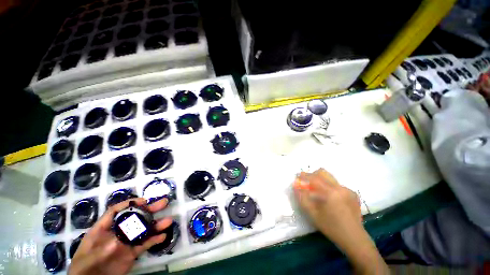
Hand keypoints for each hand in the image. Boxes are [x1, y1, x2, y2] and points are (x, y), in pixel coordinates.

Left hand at [68, 198, 172, 274]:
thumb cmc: (85, 265)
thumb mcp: (93, 252)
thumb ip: (109, 243)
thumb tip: (126, 235)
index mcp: (104, 228)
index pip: (116, 211)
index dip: (130, 203)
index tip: (144, 200)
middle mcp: (117, 233)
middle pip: (135, 217)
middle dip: (150, 210)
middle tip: (164, 203)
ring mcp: (125, 243)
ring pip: (143, 231)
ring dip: (156, 225)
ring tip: (168, 220)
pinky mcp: (131, 253)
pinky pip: (144, 245)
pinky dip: (154, 240)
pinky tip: (163, 237)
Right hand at [294, 169, 362, 246]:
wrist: (354, 238)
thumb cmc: (331, 227)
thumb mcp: (313, 214)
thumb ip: (302, 198)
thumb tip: (296, 186)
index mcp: (331, 192)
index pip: (314, 178)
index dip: (305, 175)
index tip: (298, 175)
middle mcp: (340, 188)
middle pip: (323, 173)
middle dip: (313, 175)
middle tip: (307, 182)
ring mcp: (348, 190)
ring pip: (330, 179)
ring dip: (321, 181)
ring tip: (318, 192)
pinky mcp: (353, 194)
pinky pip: (337, 185)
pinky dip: (330, 188)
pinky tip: (331, 199)